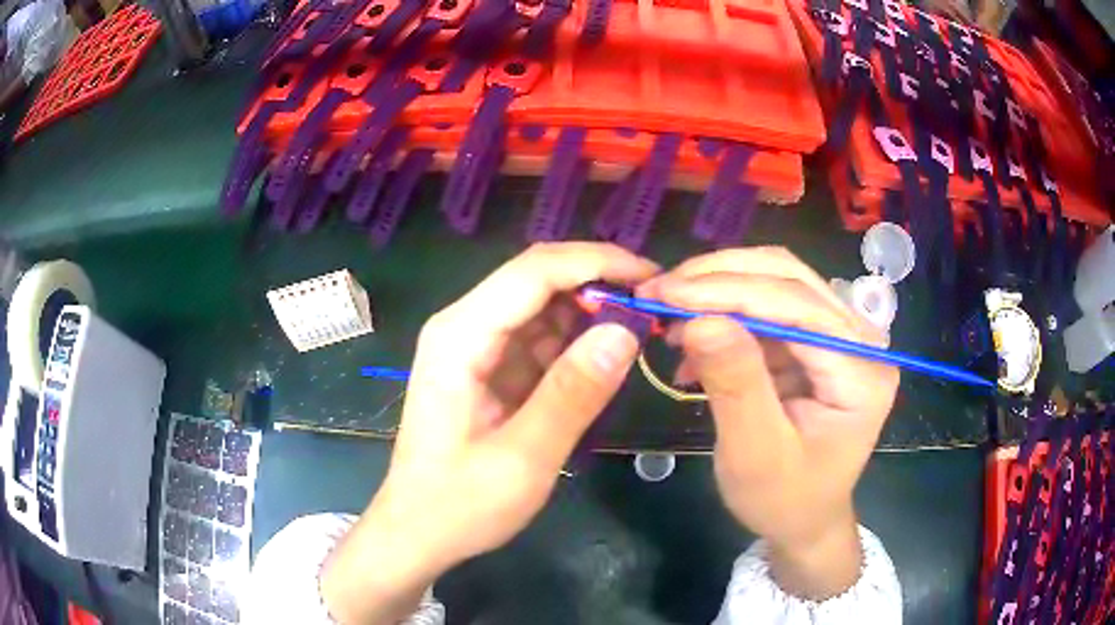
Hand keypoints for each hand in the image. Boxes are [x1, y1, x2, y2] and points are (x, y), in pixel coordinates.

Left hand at [320, 243, 657, 623]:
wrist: (418, 531)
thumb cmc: (459, 504)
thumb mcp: (523, 459)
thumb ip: (572, 394)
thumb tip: (625, 331)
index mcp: (460, 337)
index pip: (534, 271)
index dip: (597, 263)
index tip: (652, 277)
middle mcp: (463, 326)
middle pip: (536, 277)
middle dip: (598, 281)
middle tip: (653, 305)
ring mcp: (474, 344)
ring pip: (541, 303)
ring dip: (590, 309)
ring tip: (638, 330)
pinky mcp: (488, 366)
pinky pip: (538, 335)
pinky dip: (574, 339)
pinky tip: (602, 358)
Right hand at [638, 247, 897, 598]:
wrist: (804, 522)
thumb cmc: (784, 500)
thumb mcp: (755, 455)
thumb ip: (736, 385)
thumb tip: (700, 319)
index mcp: (862, 372)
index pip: (798, 306)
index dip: (730, 290)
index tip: (664, 292)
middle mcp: (861, 341)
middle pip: (791, 279)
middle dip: (720, 278)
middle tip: (659, 291)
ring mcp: (842, 337)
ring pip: (778, 284)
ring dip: (719, 291)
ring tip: (668, 317)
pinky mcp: (818, 343)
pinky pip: (769, 310)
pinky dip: (725, 316)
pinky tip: (692, 344)